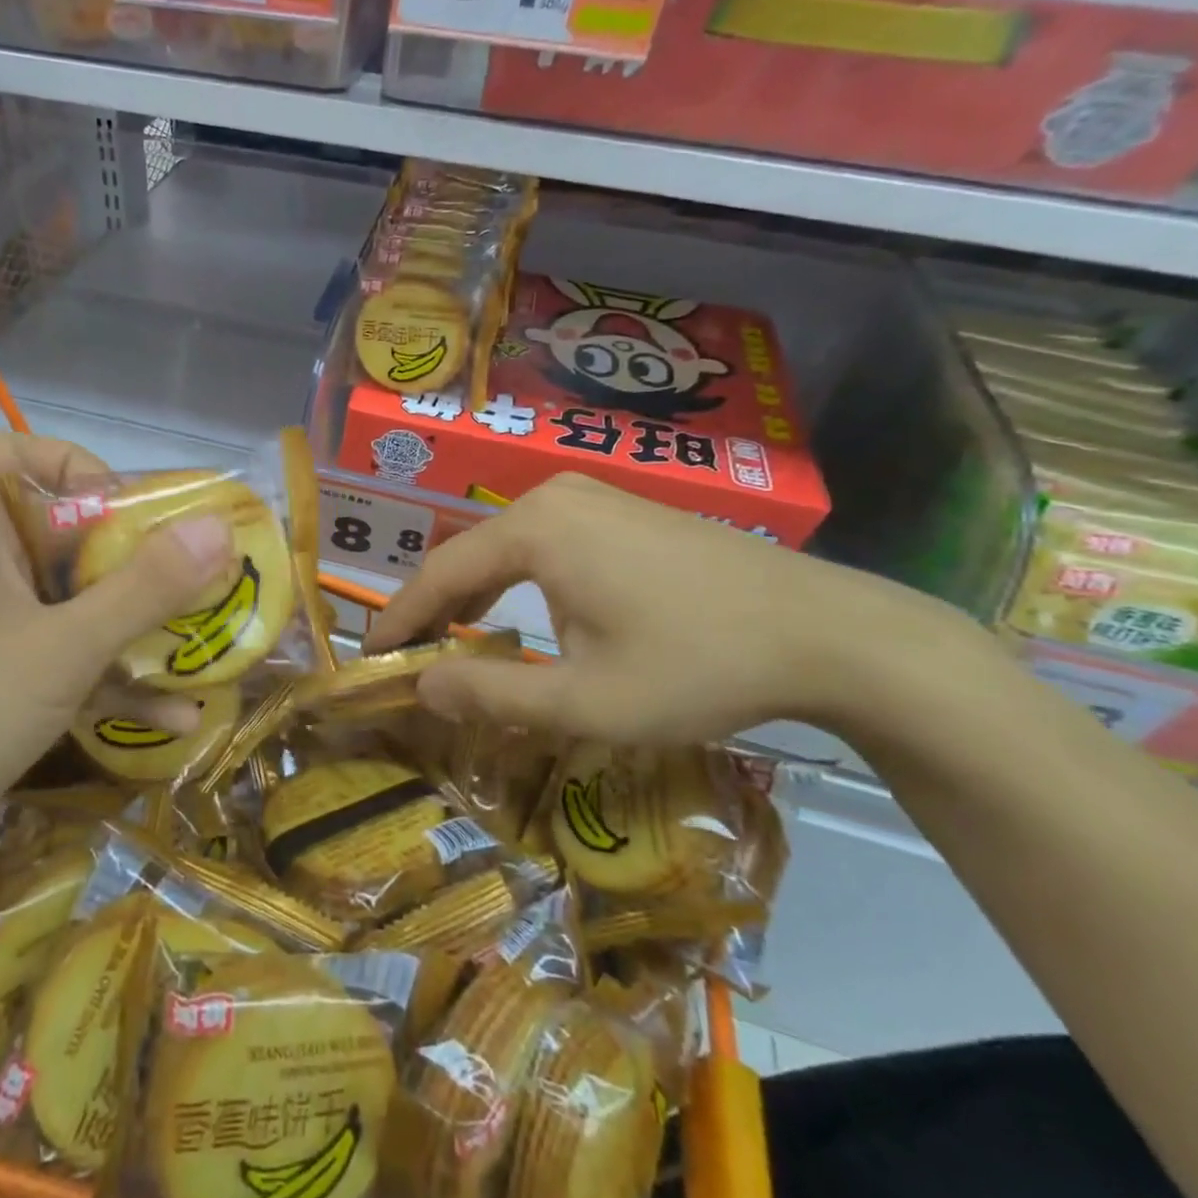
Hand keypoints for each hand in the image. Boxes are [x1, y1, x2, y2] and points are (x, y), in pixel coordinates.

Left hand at [0, 434, 232, 874]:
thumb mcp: (60, 650)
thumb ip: (143, 589)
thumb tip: (219, 526)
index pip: (21, 453)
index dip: (84, 470)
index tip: (137, 516)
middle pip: (59, 533)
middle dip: (133, 563)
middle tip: (196, 586)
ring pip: (64, 602)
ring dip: (130, 627)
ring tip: (202, 647)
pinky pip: (53, 656)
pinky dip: (104, 677)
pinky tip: (174, 717)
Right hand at [366, 474, 973, 748]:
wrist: (828, 632)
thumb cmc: (698, 666)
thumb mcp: (587, 701)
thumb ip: (491, 695)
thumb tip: (420, 688)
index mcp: (534, 528)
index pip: (438, 574)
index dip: (398, 620)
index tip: (369, 657)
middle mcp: (552, 496)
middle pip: (468, 554)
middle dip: (432, 607)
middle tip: (406, 656)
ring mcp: (591, 496)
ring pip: (505, 547)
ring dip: (474, 594)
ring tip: (450, 641)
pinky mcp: (619, 509)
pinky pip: (543, 541)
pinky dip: (515, 581)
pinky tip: (519, 615)